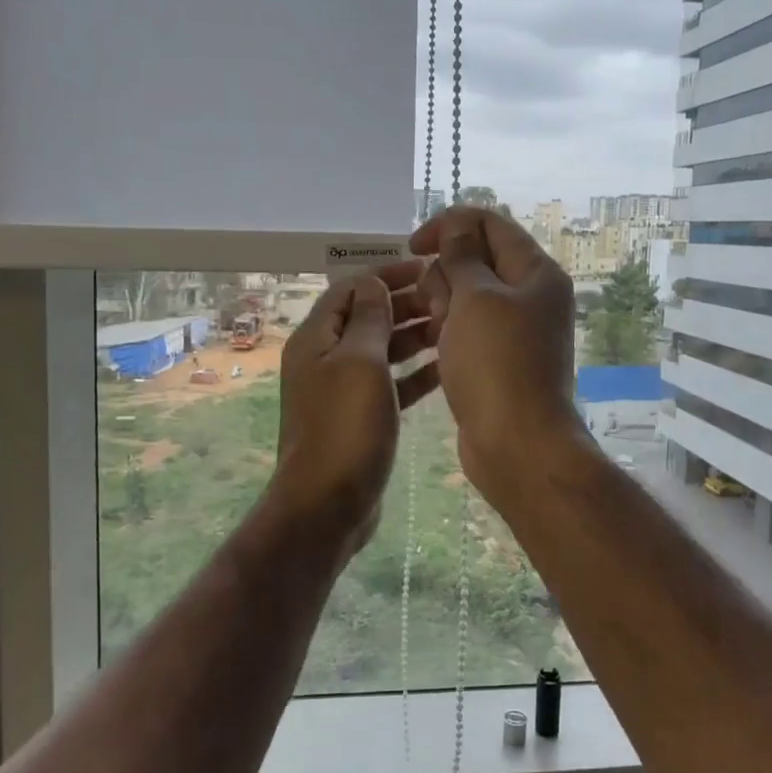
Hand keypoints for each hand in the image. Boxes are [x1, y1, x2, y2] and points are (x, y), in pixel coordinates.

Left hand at [269, 260, 440, 554]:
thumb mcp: (360, 362)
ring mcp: (342, 389)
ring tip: (454, 328)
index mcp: (317, 338)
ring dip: (414, 337)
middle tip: (449, 299)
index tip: (429, 268)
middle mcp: (325, 358)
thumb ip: (369, 318)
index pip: (351, 288)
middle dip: (406, 304)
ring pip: (382, 350)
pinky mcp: (359, 417)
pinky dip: (414, 373)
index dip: (388, 274)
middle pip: (367, 317)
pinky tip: (446, 368)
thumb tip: (372, 281)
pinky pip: (389, 383)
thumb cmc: (345, 427)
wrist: (328, 504)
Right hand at [409, 208, 583, 508]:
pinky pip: (466, 328)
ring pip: (466, 296)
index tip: (413, 246)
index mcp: (535, 272)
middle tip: (436, 306)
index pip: (490, 223)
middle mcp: (530, 295)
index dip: (449, 225)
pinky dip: (447, 330)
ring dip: (441, 304)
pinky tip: (431, 346)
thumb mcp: (475, 298)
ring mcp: (515, 329)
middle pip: (476, 259)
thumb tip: (457, 225)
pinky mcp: (498, 358)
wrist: (517, 444)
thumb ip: (462, 256)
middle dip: (444, 273)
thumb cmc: (496, 363)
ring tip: (435, 332)